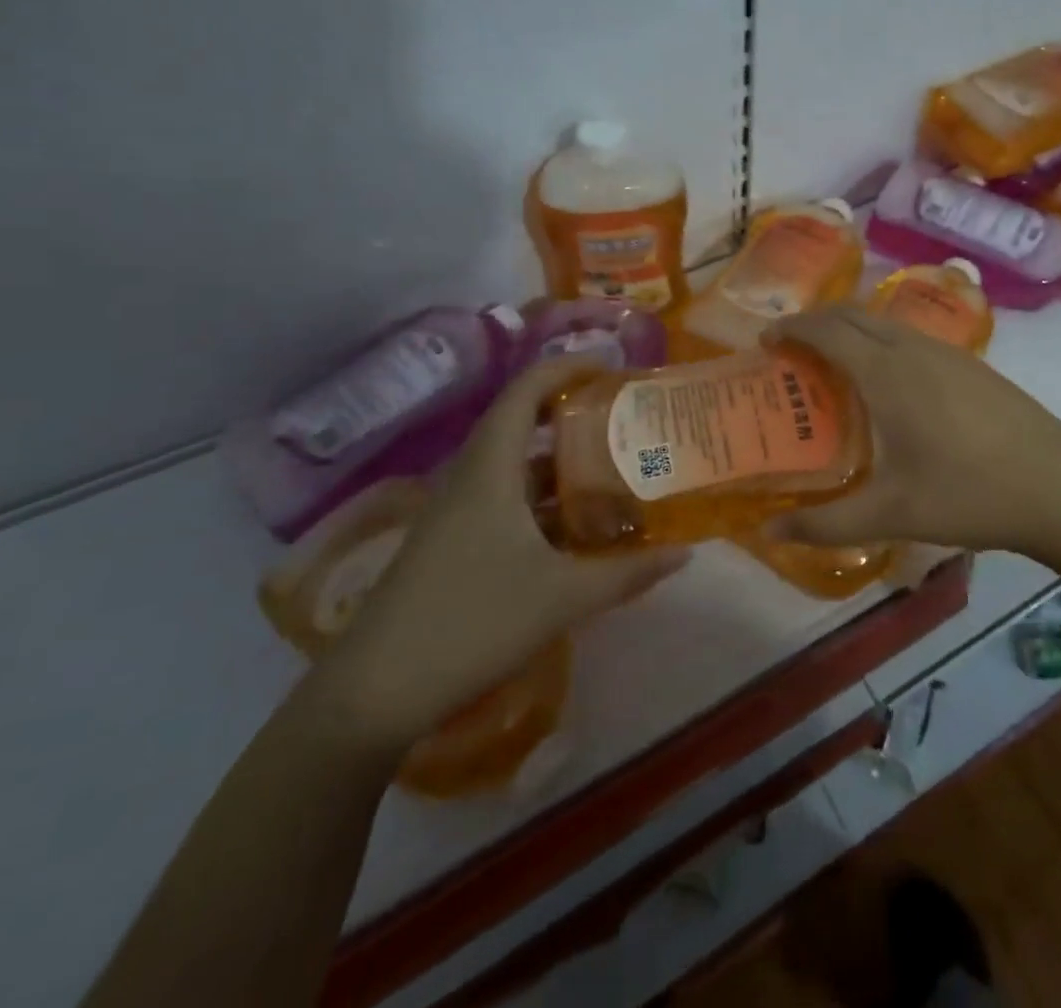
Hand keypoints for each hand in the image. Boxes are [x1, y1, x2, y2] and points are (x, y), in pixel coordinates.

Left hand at [309, 359, 688, 753]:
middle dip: (574, 413)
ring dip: (561, 462)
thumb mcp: (563, 597)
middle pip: (522, 422)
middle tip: (626, 418)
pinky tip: (576, 527)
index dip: (568, 367)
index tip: (613, 367)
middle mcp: (471, 477)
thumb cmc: (472, 623)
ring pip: (516, 466)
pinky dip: (544, 499)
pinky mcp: (452, 542)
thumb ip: (628, 572)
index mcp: (490, 469)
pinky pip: (505, 498)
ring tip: (613, 468)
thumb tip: (687, 553)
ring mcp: (456, 511)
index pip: (526, 390)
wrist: (373, 694)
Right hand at [765, 306, 1060, 565]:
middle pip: (854, 314)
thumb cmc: (970, 494)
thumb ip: (826, 523)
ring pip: (886, 323)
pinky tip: (888, 381)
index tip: (766, 340)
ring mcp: (949, 352)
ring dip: (851, 329)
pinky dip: (881, 341)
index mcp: (888, 374)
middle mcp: (914, 349)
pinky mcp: (973, 364)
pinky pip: (911, 336)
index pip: (827, 331)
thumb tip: (769, 531)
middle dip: (816, 321)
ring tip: (832, 363)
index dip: (792, 329)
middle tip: (791, 349)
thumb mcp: (892, 514)